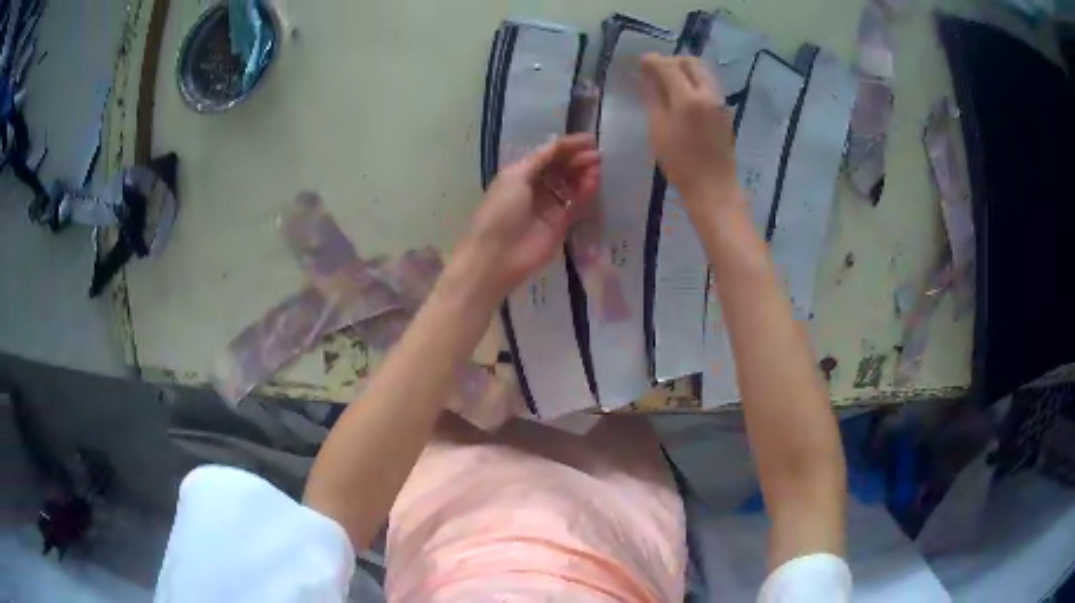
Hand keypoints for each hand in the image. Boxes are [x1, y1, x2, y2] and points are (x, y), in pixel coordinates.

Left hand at [461, 133, 599, 300]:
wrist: (498, 256)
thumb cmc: (500, 212)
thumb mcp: (515, 177)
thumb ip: (540, 160)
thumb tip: (560, 145)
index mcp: (520, 174)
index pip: (548, 155)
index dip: (567, 147)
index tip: (589, 140)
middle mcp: (535, 188)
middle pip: (561, 169)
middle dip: (578, 159)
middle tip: (597, 154)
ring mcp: (549, 207)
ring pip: (571, 186)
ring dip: (583, 174)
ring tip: (597, 166)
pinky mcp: (561, 225)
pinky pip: (576, 205)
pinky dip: (585, 193)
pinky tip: (594, 182)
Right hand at [639, 54, 738, 210]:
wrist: (714, 187)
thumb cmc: (680, 163)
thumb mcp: (658, 129)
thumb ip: (653, 97)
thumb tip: (647, 75)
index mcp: (688, 98)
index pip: (668, 66)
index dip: (652, 61)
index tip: (640, 61)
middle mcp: (708, 94)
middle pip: (691, 63)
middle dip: (672, 61)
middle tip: (655, 71)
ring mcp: (720, 102)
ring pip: (703, 72)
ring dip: (685, 70)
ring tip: (668, 82)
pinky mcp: (725, 112)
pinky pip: (709, 85)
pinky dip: (694, 81)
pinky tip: (682, 96)